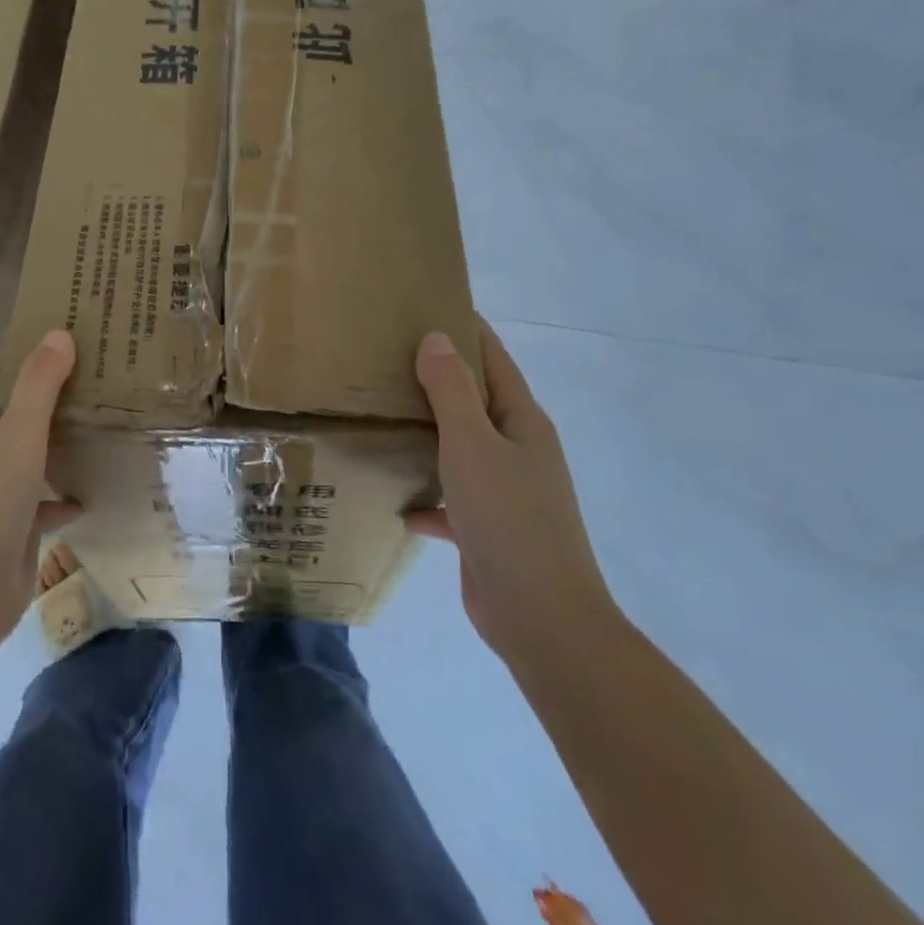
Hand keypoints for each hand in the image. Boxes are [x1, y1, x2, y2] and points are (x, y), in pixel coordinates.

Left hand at [0, 331, 80, 650]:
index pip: (2, 372)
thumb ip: (39, 384)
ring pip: (35, 452)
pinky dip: (67, 492)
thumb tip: (58, 333)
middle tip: (104, 371)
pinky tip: (97, 486)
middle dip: (57, 392)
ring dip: (65, 440)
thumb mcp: (17, 433)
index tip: (72, 331)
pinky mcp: (14, 523)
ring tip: (109, 419)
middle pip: (22, 409)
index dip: (32, 349)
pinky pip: (46, 498)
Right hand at [410, 321, 621, 667]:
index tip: (427, 305)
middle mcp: (517, 450)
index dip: (466, 329)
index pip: (493, 359)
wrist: (541, 619)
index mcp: (521, 422)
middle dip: (437, 378)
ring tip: (382, 414)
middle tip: (386, 356)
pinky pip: (450, 499)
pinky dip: (427, 496)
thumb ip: (452, 391)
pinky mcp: (486, 529)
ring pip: (460, 449)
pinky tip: (395, 499)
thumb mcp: (473, 446)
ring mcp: (504, 492)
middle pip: (474, 401)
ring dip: (428, 434)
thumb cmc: (509, 519)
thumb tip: (436, 337)